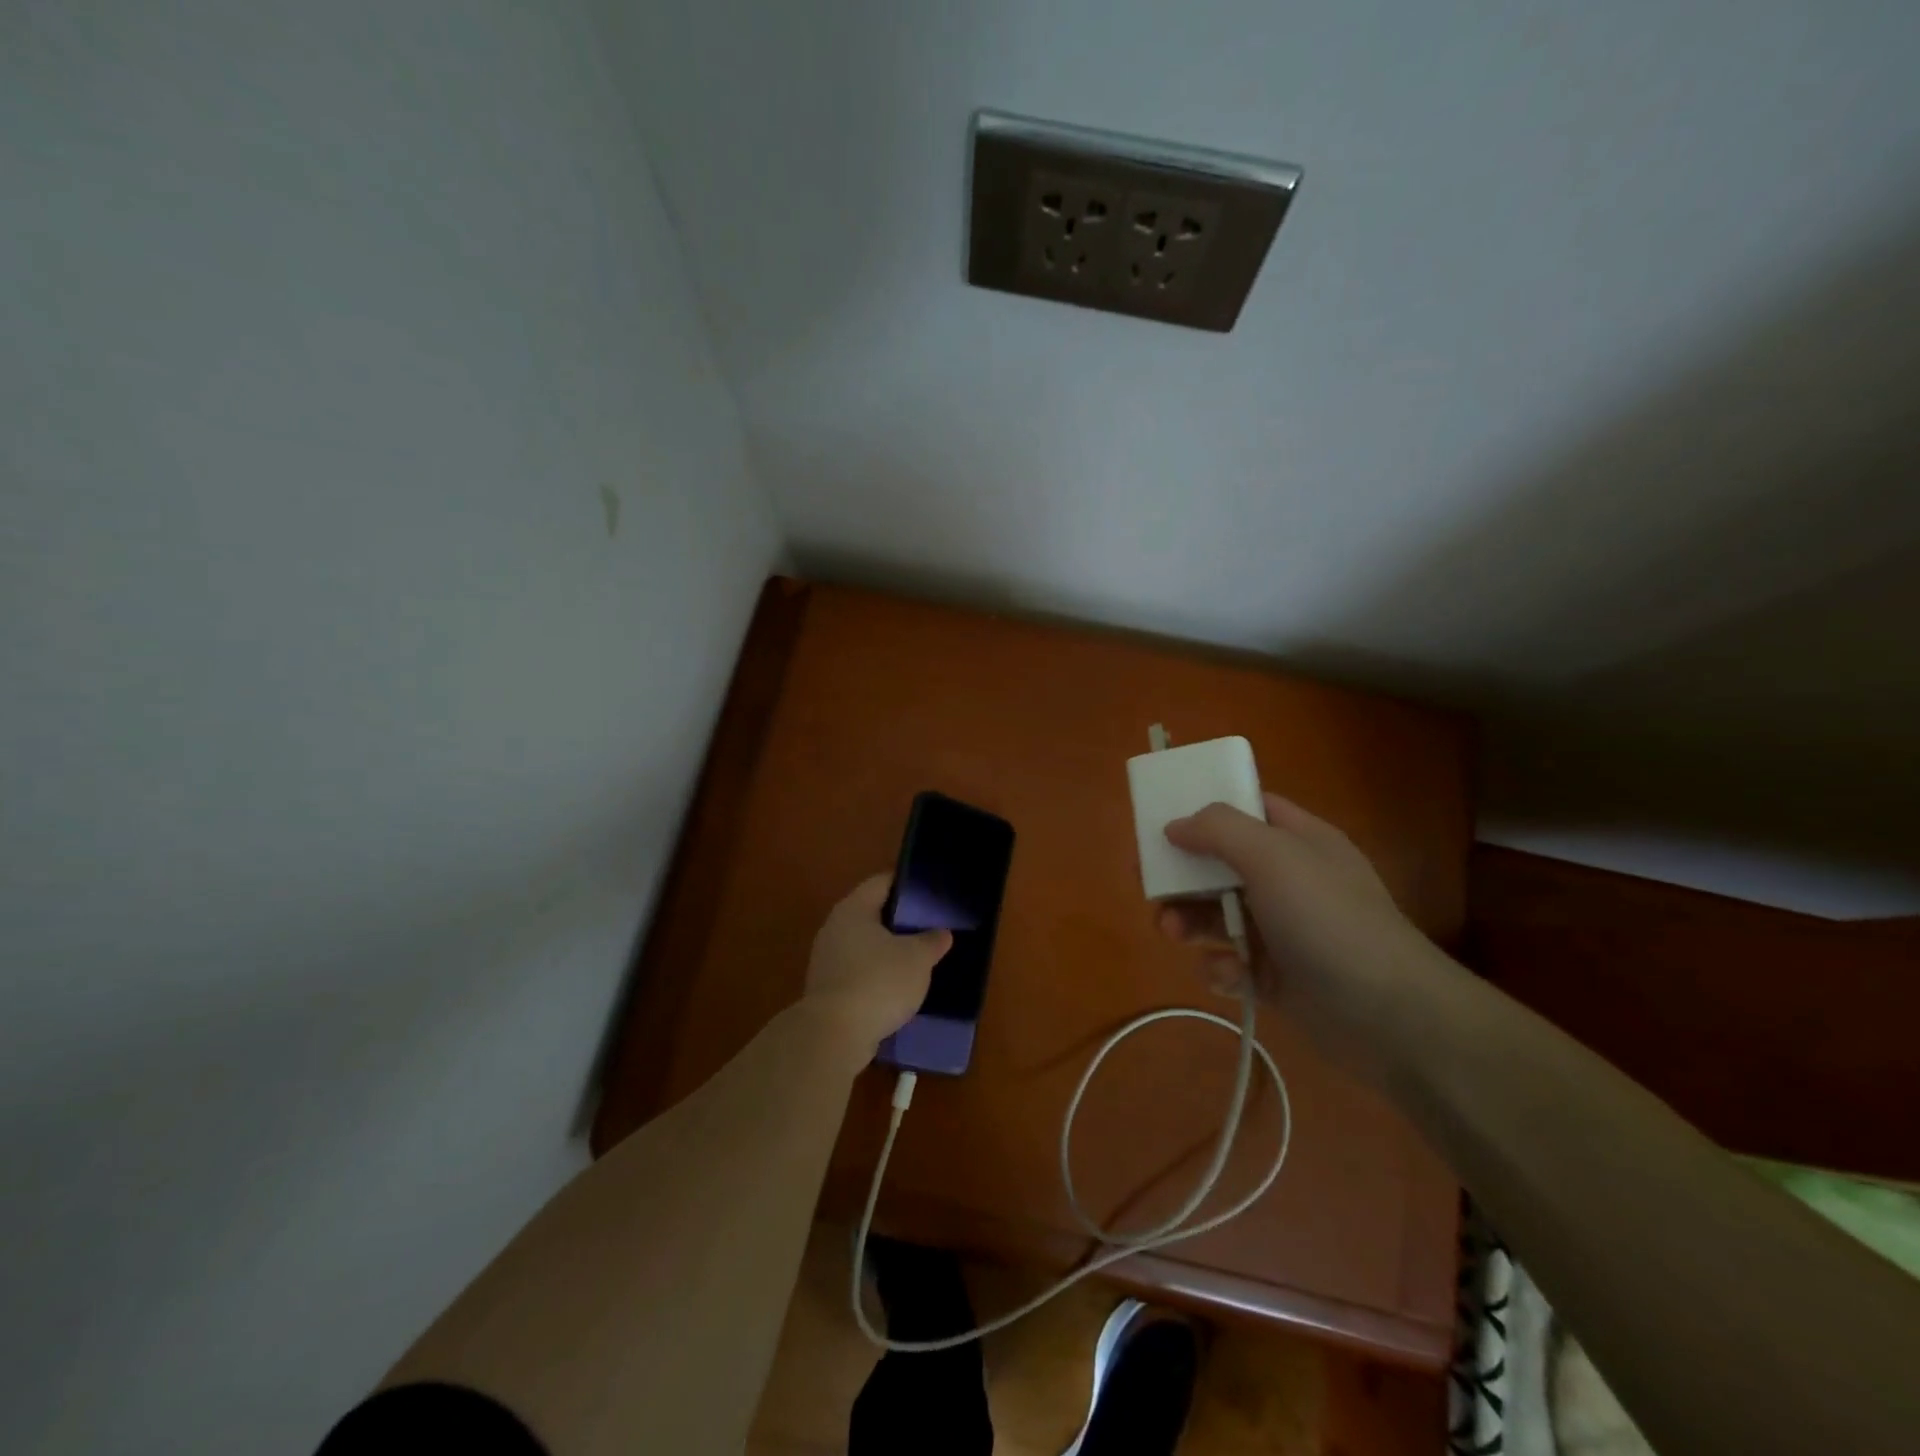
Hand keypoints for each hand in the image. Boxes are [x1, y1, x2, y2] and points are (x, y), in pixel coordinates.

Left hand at [803, 874, 950, 1064]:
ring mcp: (827, 960)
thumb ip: (932, 941)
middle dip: (899, 921)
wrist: (835, 1035)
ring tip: (918, 960)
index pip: (882, 883)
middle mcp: (835, 928)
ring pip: (865, 946)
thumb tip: (941, 933)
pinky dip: (877, 977)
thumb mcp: (917, 958)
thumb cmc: (878, 982)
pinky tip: (898, 989)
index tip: (930, 893)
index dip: (907, 884)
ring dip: (888, 952)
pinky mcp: (827, 990)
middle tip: (929, 927)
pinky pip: (858, 973)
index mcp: (854, 909)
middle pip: (872, 914)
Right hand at [1158, 794, 1449, 1077]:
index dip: (1204, 810)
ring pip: (1218, 915)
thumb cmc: (1327, 919)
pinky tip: (1227, 976)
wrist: (1388, 1017)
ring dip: (1189, 922)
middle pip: (1220, 865)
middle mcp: (1289, 880)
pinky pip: (1232, 963)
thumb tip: (1175, 825)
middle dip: (1182, 876)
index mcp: (1298, 840)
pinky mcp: (1277, 977)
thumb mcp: (1272, 856)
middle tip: (1148, 885)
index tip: (1161, 821)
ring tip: (1170, 932)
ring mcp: (1283, 930)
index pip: (1247, 809)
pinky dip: (1221, 968)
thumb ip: (1219, 830)